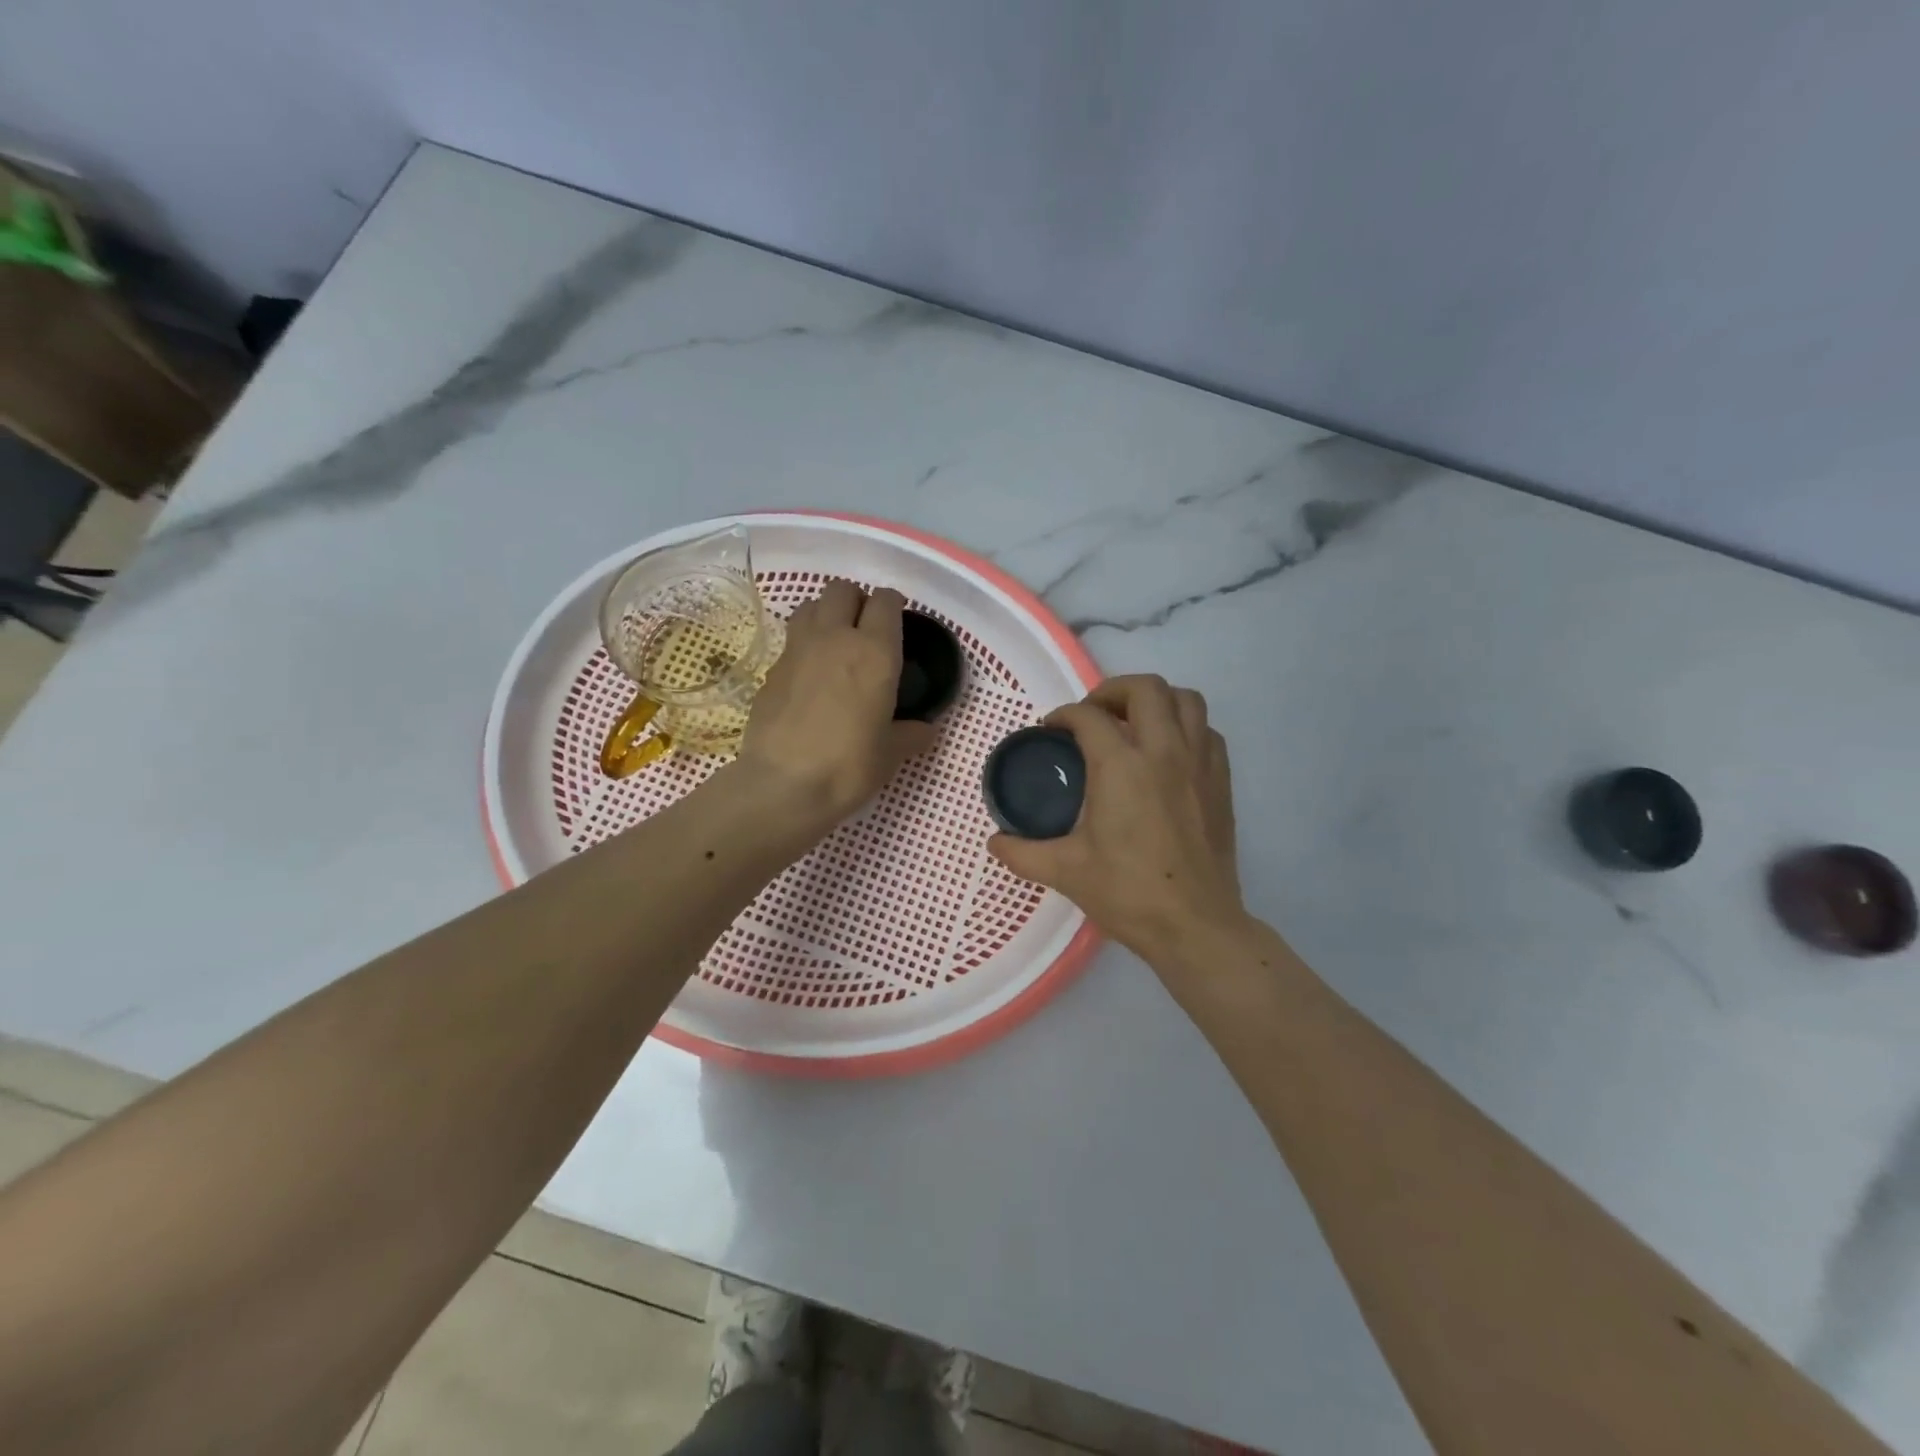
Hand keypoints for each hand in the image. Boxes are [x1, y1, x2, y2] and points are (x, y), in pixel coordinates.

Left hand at [736, 581, 937, 830]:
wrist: (783, 784)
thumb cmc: (849, 766)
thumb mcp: (890, 753)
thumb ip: (911, 734)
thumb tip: (925, 730)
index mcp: (874, 651)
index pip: (885, 601)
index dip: (893, 604)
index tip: (898, 618)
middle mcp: (835, 637)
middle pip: (842, 590)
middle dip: (856, 600)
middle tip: (865, 627)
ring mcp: (797, 649)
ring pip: (810, 605)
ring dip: (825, 612)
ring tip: (834, 640)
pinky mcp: (771, 669)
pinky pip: (791, 639)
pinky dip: (803, 644)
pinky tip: (809, 674)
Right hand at [988, 675, 1244, 961]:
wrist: (1195, 925)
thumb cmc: (1128, 893)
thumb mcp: (1065, 871)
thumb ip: (1022, 853)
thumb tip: (994, 842)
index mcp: (1121, 766)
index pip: (1089, 717)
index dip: (1065, 715)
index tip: (1052, 729)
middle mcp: (1164, 751)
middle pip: (1146, 688)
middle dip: (1113, 690)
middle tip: (1094, 714)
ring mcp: (1199, 763)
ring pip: (1186, 700)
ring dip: (1156, 700)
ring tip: (1134, 722)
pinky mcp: (1221, 782)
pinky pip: (1207, 731)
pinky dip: (1186, 727)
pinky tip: (1168, 752)